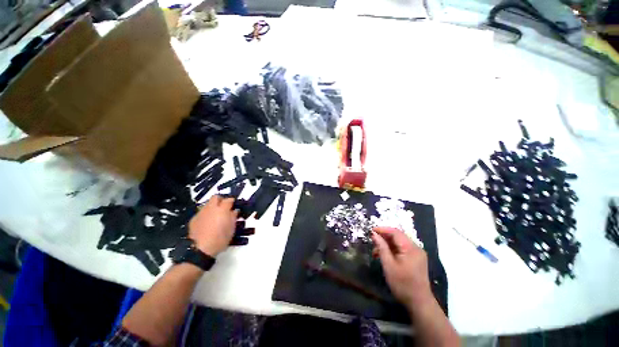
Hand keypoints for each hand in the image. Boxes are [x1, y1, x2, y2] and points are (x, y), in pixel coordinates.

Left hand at [189, 196, 238, 256]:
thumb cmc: (220, 239)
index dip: (232, 201)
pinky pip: (201, 213)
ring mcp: (201, 213)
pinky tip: (207, 223)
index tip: (234, 205)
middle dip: (221, 200)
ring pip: (207, 204)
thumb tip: (234, 210)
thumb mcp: (232, 228)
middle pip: (215, 197)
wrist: (201, 249)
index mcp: (222, 210)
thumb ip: (233, 217)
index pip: (228, 200)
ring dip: (213, 207)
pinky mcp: (193, 219)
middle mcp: (211, 208)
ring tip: (216, 215)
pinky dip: (206, 214)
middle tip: (224, 207)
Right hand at [372, 227, 431, 308]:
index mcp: (410, 248)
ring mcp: (417, 253)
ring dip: (387, 244)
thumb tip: (374, 234)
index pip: (395, 232)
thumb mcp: (389, 265)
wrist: (419, 303)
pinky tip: (384, 255)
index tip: (371, 231)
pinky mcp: (416, 259)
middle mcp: (416, 248)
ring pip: (399, 242)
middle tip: (372, 241)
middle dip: (384, 237)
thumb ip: (381, 247)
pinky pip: (402, 249)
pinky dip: (392, 250)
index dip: (382, 229)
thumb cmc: (402, 284)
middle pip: (398, 236)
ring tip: (376, 251)